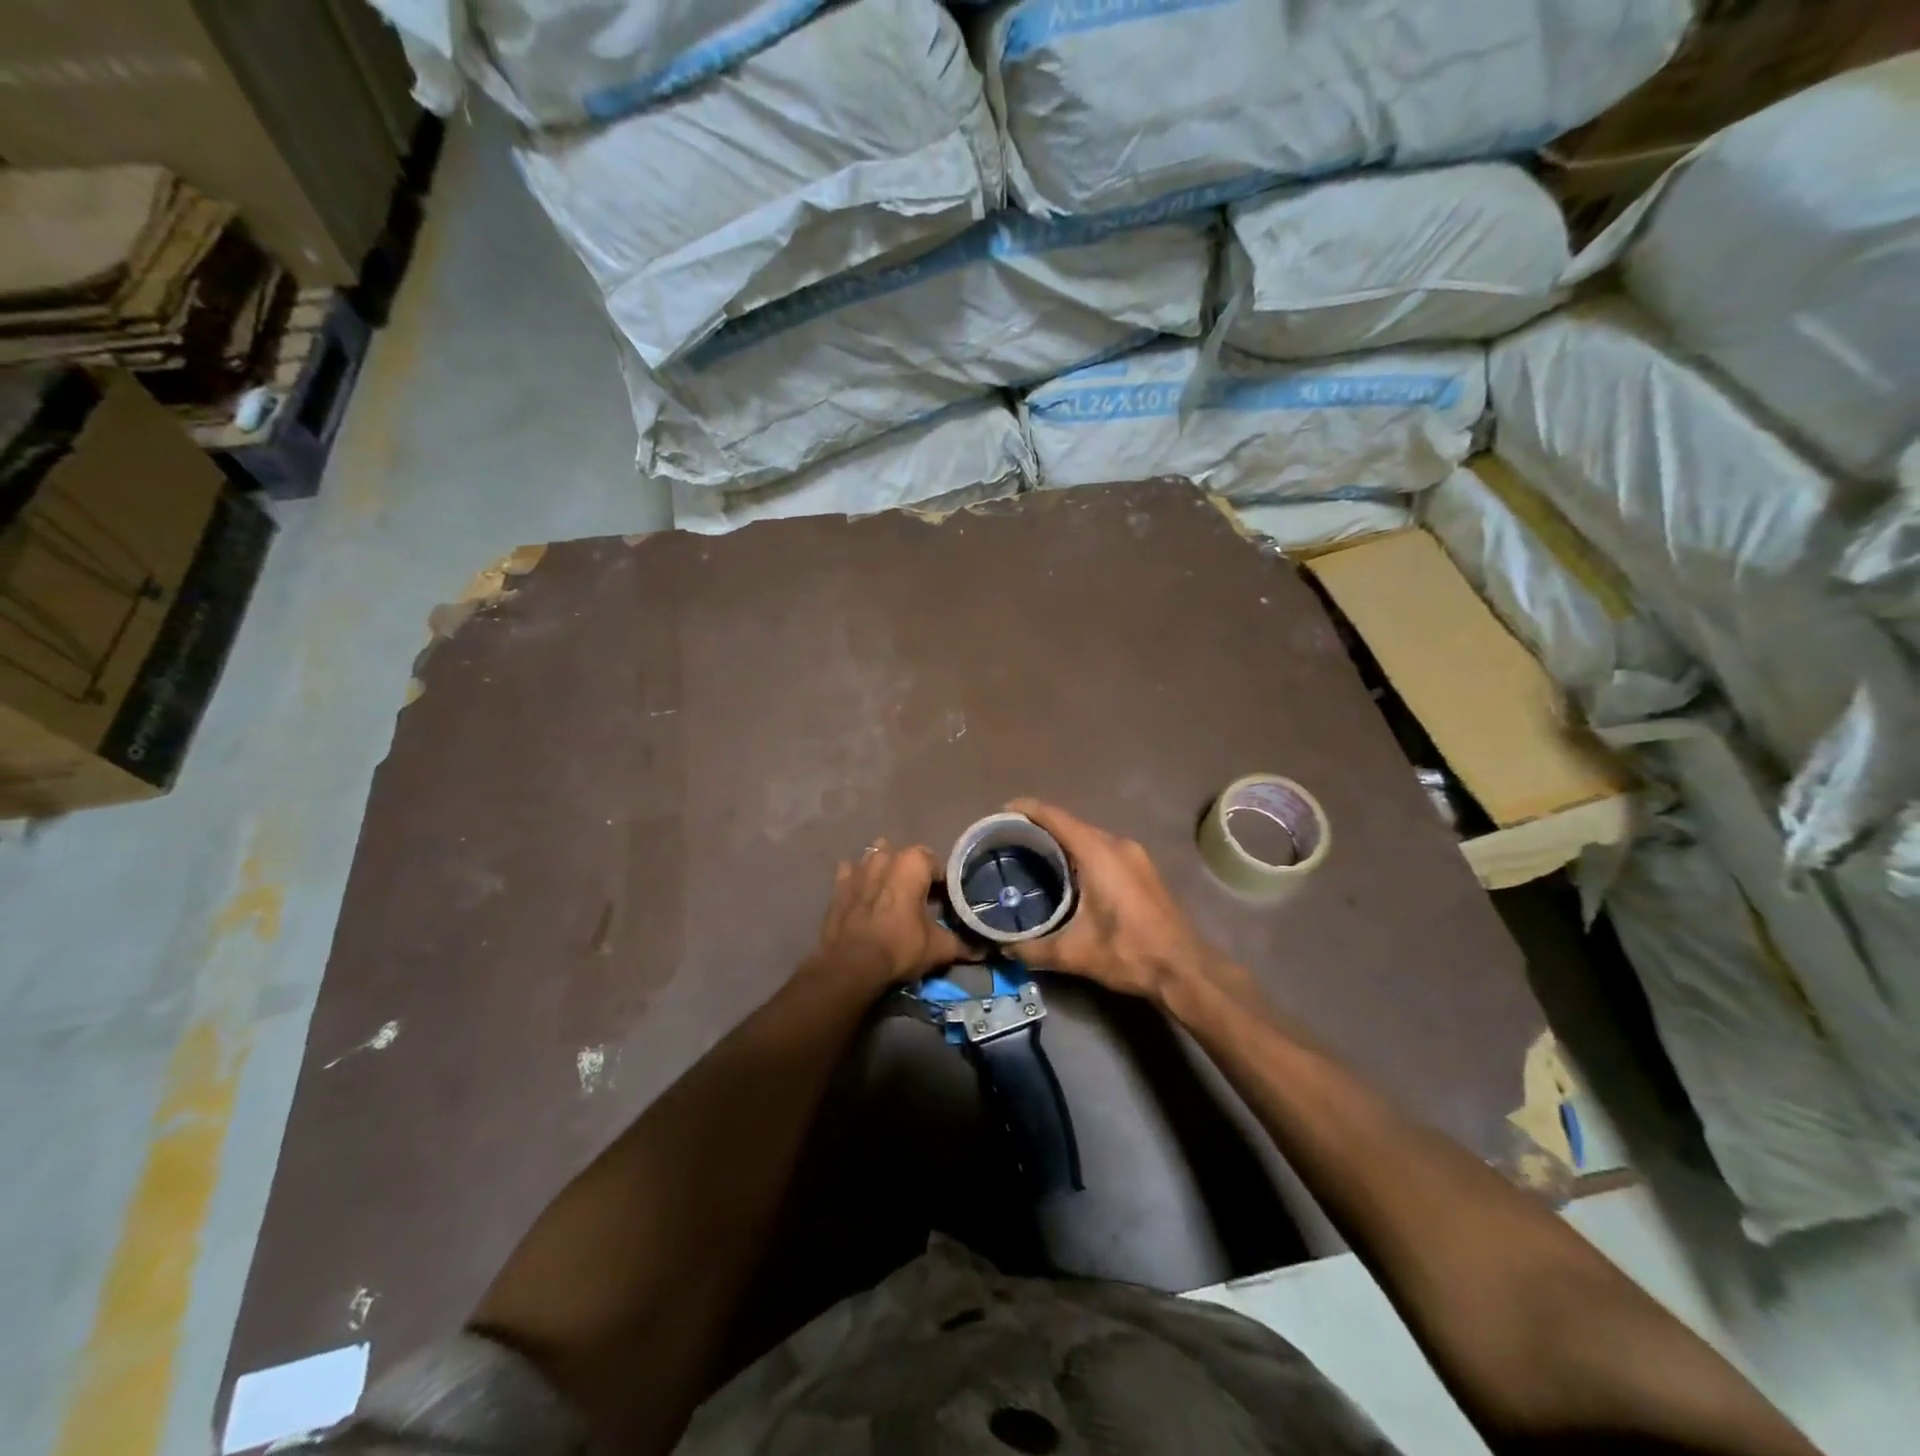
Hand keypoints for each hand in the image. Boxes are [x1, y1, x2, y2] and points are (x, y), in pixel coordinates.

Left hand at [810, 839, 971, 992]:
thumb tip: (984, 949)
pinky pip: (852, 872)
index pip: (937, 865)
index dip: (943, 885)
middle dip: (915, 875)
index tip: (945, 904)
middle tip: (921, 901)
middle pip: (907, 859)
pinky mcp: (838, 883)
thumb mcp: (938, 948)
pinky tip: (864, 895)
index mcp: (914, 862)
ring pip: (877, 858)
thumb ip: (963, 944)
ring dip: (886, 871)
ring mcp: (859, 867)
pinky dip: (860, 879)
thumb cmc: (900, 947)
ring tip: (892, 895)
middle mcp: (886, 856)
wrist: (850, 965)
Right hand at [1008, 799, 1253, 1014]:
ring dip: (1063, 838)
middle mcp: (1117, 845)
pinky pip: (1103, 847)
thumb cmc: (1128, 953)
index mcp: (1098, 854)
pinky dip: (1081, 850)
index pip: (1056, 818)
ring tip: (1032, 852)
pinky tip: (1067, 871)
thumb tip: (1002, 948)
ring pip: (1090, 836)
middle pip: (1072, 823)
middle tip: (1010, 838)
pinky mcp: (1142, 868)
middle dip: (1041, 825)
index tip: (1002, 812)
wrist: (1184, 969)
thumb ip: (1033, 949)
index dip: (1028, 809)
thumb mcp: (1074, 954)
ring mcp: (1134, 855)